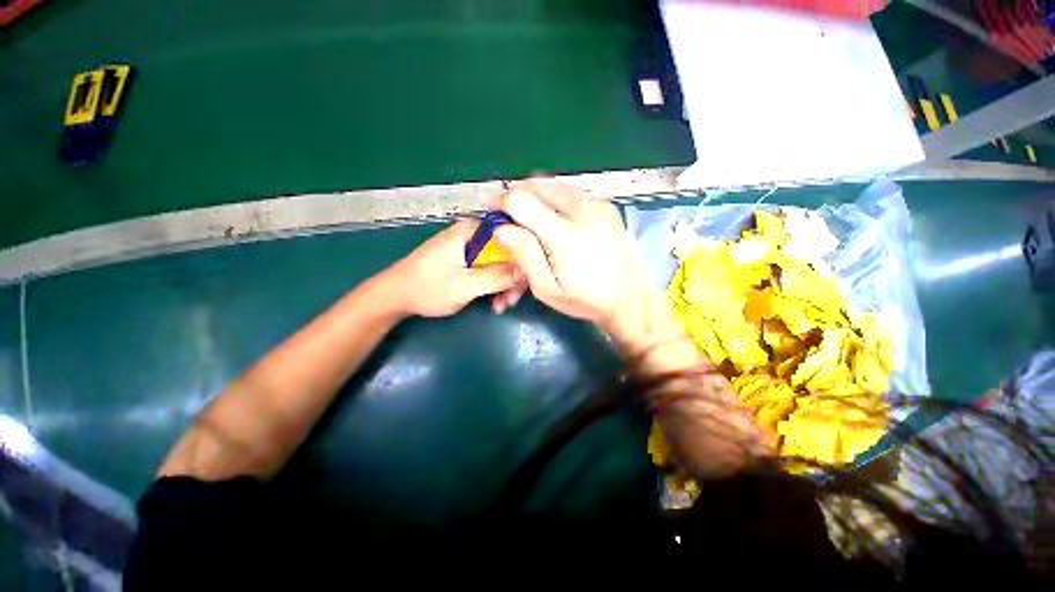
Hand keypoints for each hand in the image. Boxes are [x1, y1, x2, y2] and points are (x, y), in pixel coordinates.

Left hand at [381, 221, 520, 317]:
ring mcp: (471, 246)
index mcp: (472, 231)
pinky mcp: (468, 258)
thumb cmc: (426, 289)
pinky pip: (491, 268)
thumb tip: (528, 269)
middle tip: (511, 301)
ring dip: (504, 285)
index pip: (513, 235)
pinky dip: (494, 285)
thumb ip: (497, 276)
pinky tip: (494, 303)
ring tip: (500, 306)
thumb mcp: (464, 286)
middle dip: (513, 277)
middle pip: (509, 250)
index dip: (526, 258)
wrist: (395, 296)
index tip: (527, 282)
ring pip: (502, 262)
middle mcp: (474, 233)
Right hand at [491, 180, 651, 330]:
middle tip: (510, 216)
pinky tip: (554, 219)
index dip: (500, 203)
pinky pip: (570, 192)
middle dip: (516, 196)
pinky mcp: (605, 205)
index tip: (492, 212)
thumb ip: (524, 256)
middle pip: (536, 184)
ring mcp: (596, 204)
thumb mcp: (546, 288)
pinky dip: (554, 199)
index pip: (521, 200)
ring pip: (553, 184)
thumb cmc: (584, 298)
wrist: (628, 296)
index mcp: (564, 234)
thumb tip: (501, 228)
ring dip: (535, 195)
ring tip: (529, 217)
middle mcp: (581, 210)